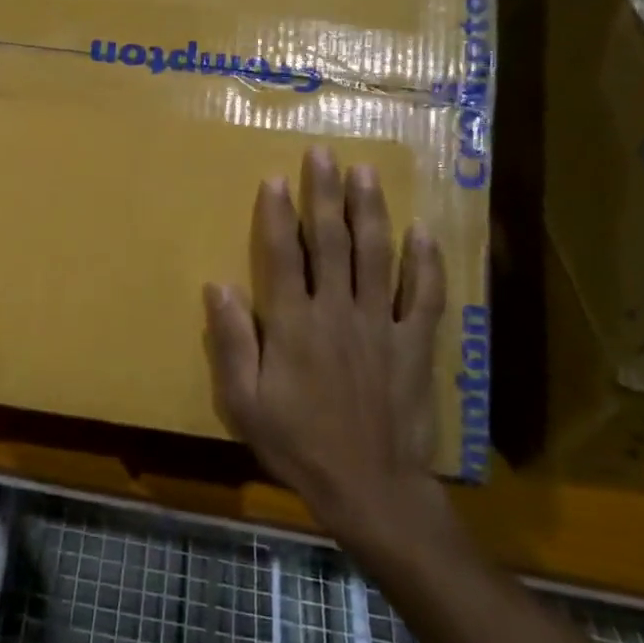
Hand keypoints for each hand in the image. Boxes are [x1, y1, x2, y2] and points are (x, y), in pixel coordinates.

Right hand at [203, 147, 449, 542]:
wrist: (371, 489)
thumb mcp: (244, 401)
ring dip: (371, 211)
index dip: (277, 214)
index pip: (283, 254)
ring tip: (366, 173)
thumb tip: (217, 285)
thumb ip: (232, 341)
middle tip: (324, 153)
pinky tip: (423, 232)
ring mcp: (381, 325)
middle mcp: (338, 311)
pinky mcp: (414, 345)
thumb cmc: (298, 444)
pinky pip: (424, 297)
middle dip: (325, 194)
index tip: (275, 178)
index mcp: (294, 323)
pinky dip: (426, 263)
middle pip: (332, 241)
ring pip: (377, 256)